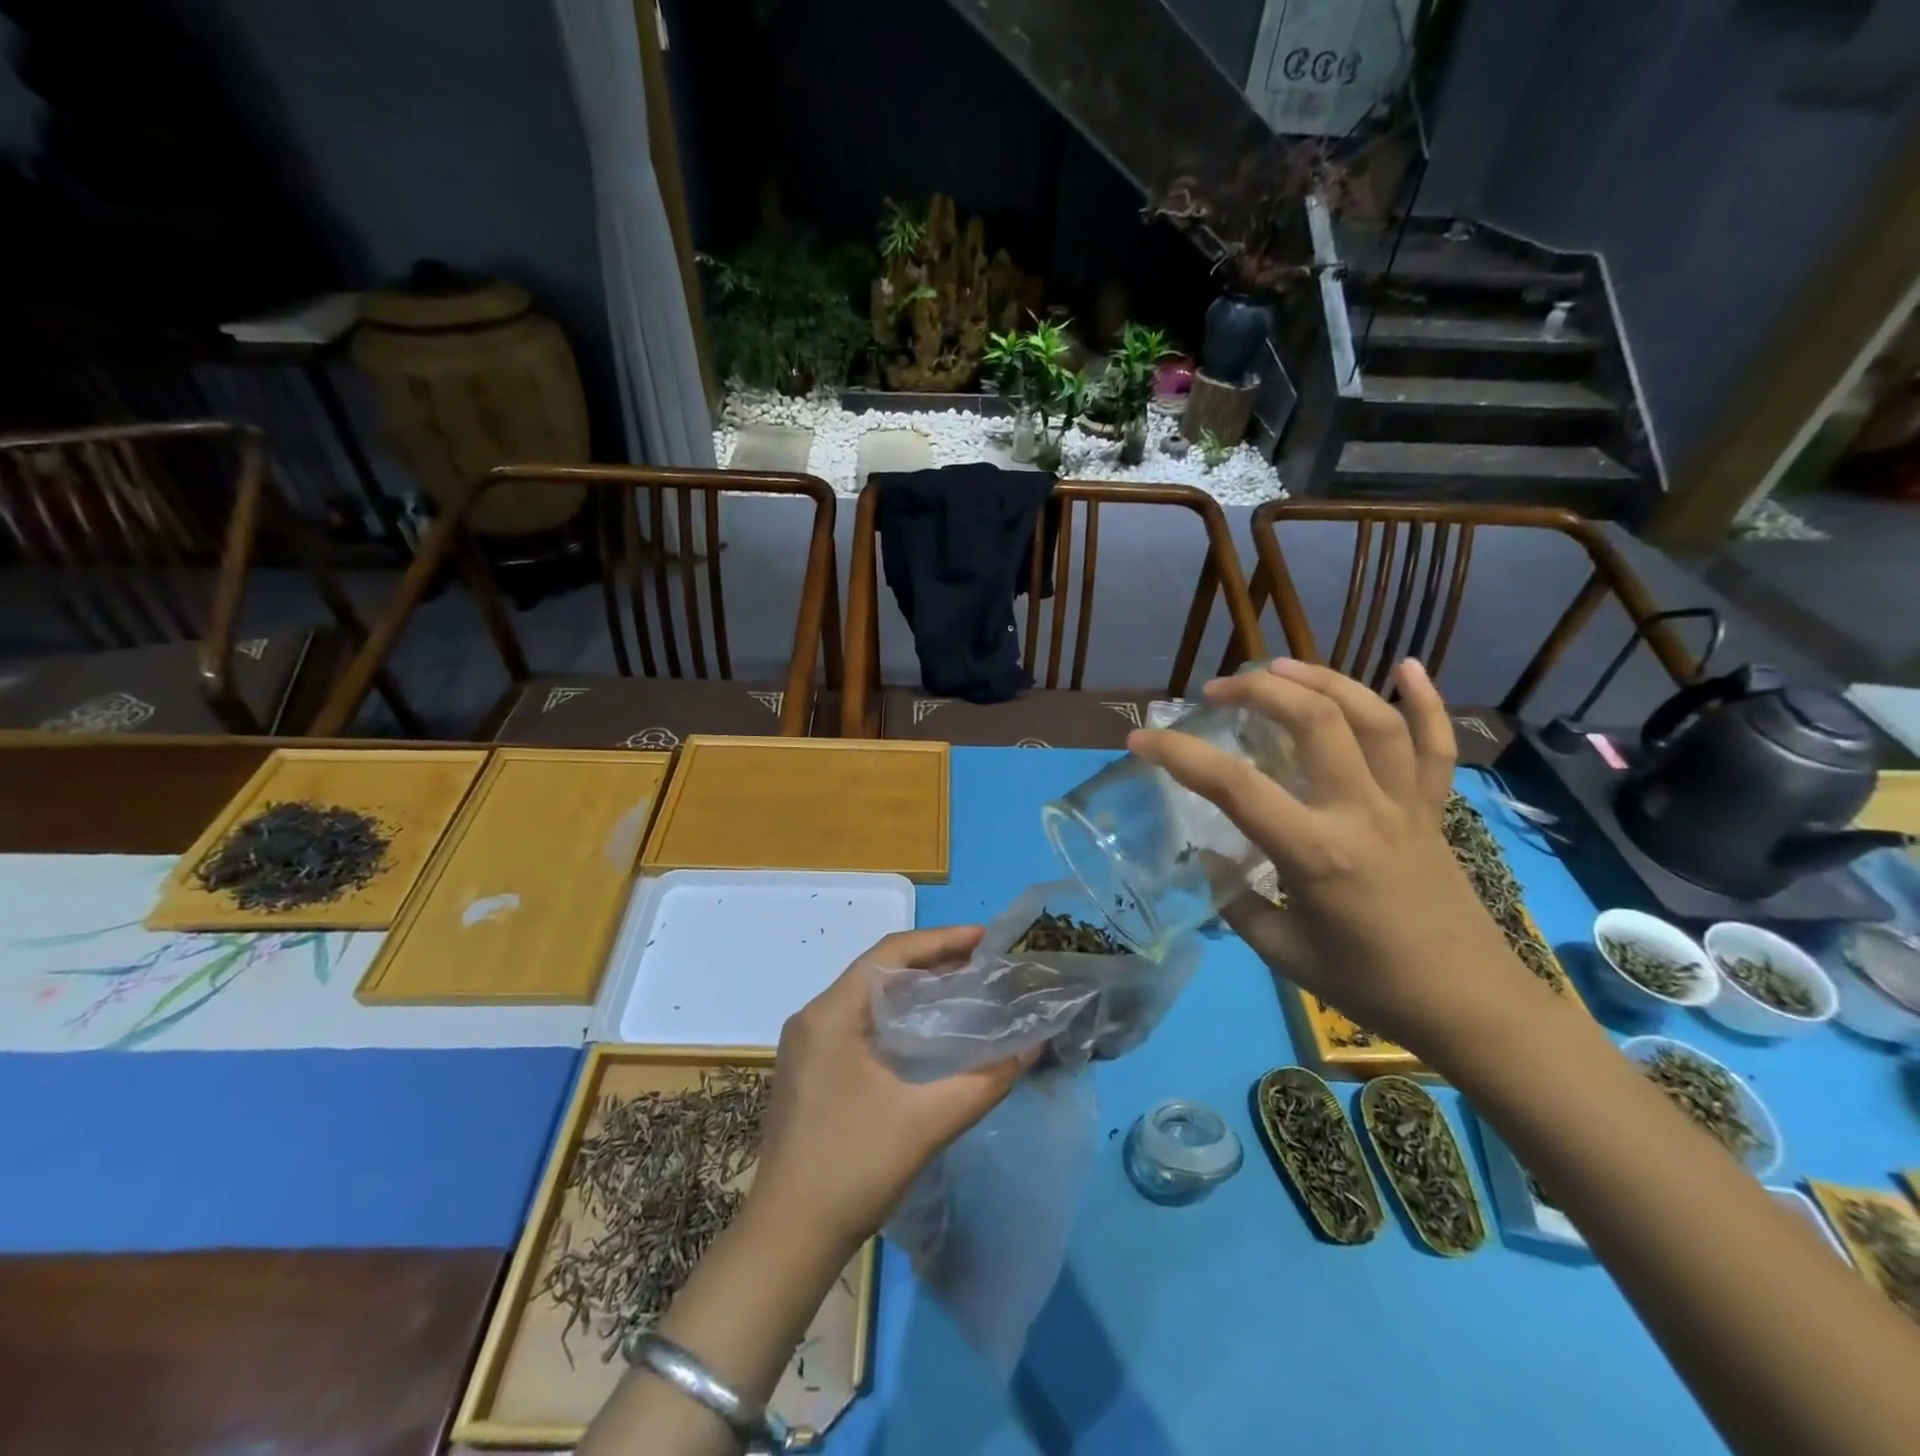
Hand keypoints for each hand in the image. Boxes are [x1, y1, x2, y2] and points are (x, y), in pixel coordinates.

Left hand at [748, 926, 1030, 1251]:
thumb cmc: (853, 1169)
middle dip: (930, 961)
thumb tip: (1032, 1047)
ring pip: (866, 997)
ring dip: (912, 989)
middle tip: (981, 963)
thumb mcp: (927, 1122)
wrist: (786, 1241)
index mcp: (831, 1014)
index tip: (984, 940)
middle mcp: (812, 1018)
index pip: (889, 954)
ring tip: (961, 988)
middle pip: (877, 970)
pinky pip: (857, 1022)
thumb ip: (984, 1081)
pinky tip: (925, 1032)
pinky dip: (894, 1016)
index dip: (940, 940)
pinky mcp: (808, 1070)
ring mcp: (805, 1045)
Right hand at [1129, 658, 1541, 1049]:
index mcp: (1315, 853)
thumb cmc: (1370, 986)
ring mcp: (1405, 805)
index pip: (1234, 787)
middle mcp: (1361, 813)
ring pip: (1373, 718)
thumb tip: (1208, 861)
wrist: (1471, 1008)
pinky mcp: (1435, 810)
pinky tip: (1407, 666)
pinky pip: (1436, 746)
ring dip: (1325, 680)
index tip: (1140, 740)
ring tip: (1282, 665)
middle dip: (1260, 690)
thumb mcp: (1284, 952)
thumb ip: (1238, 902)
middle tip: (1219, 689)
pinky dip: (1426, 700)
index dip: (1180, 755)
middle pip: (1315, 722)